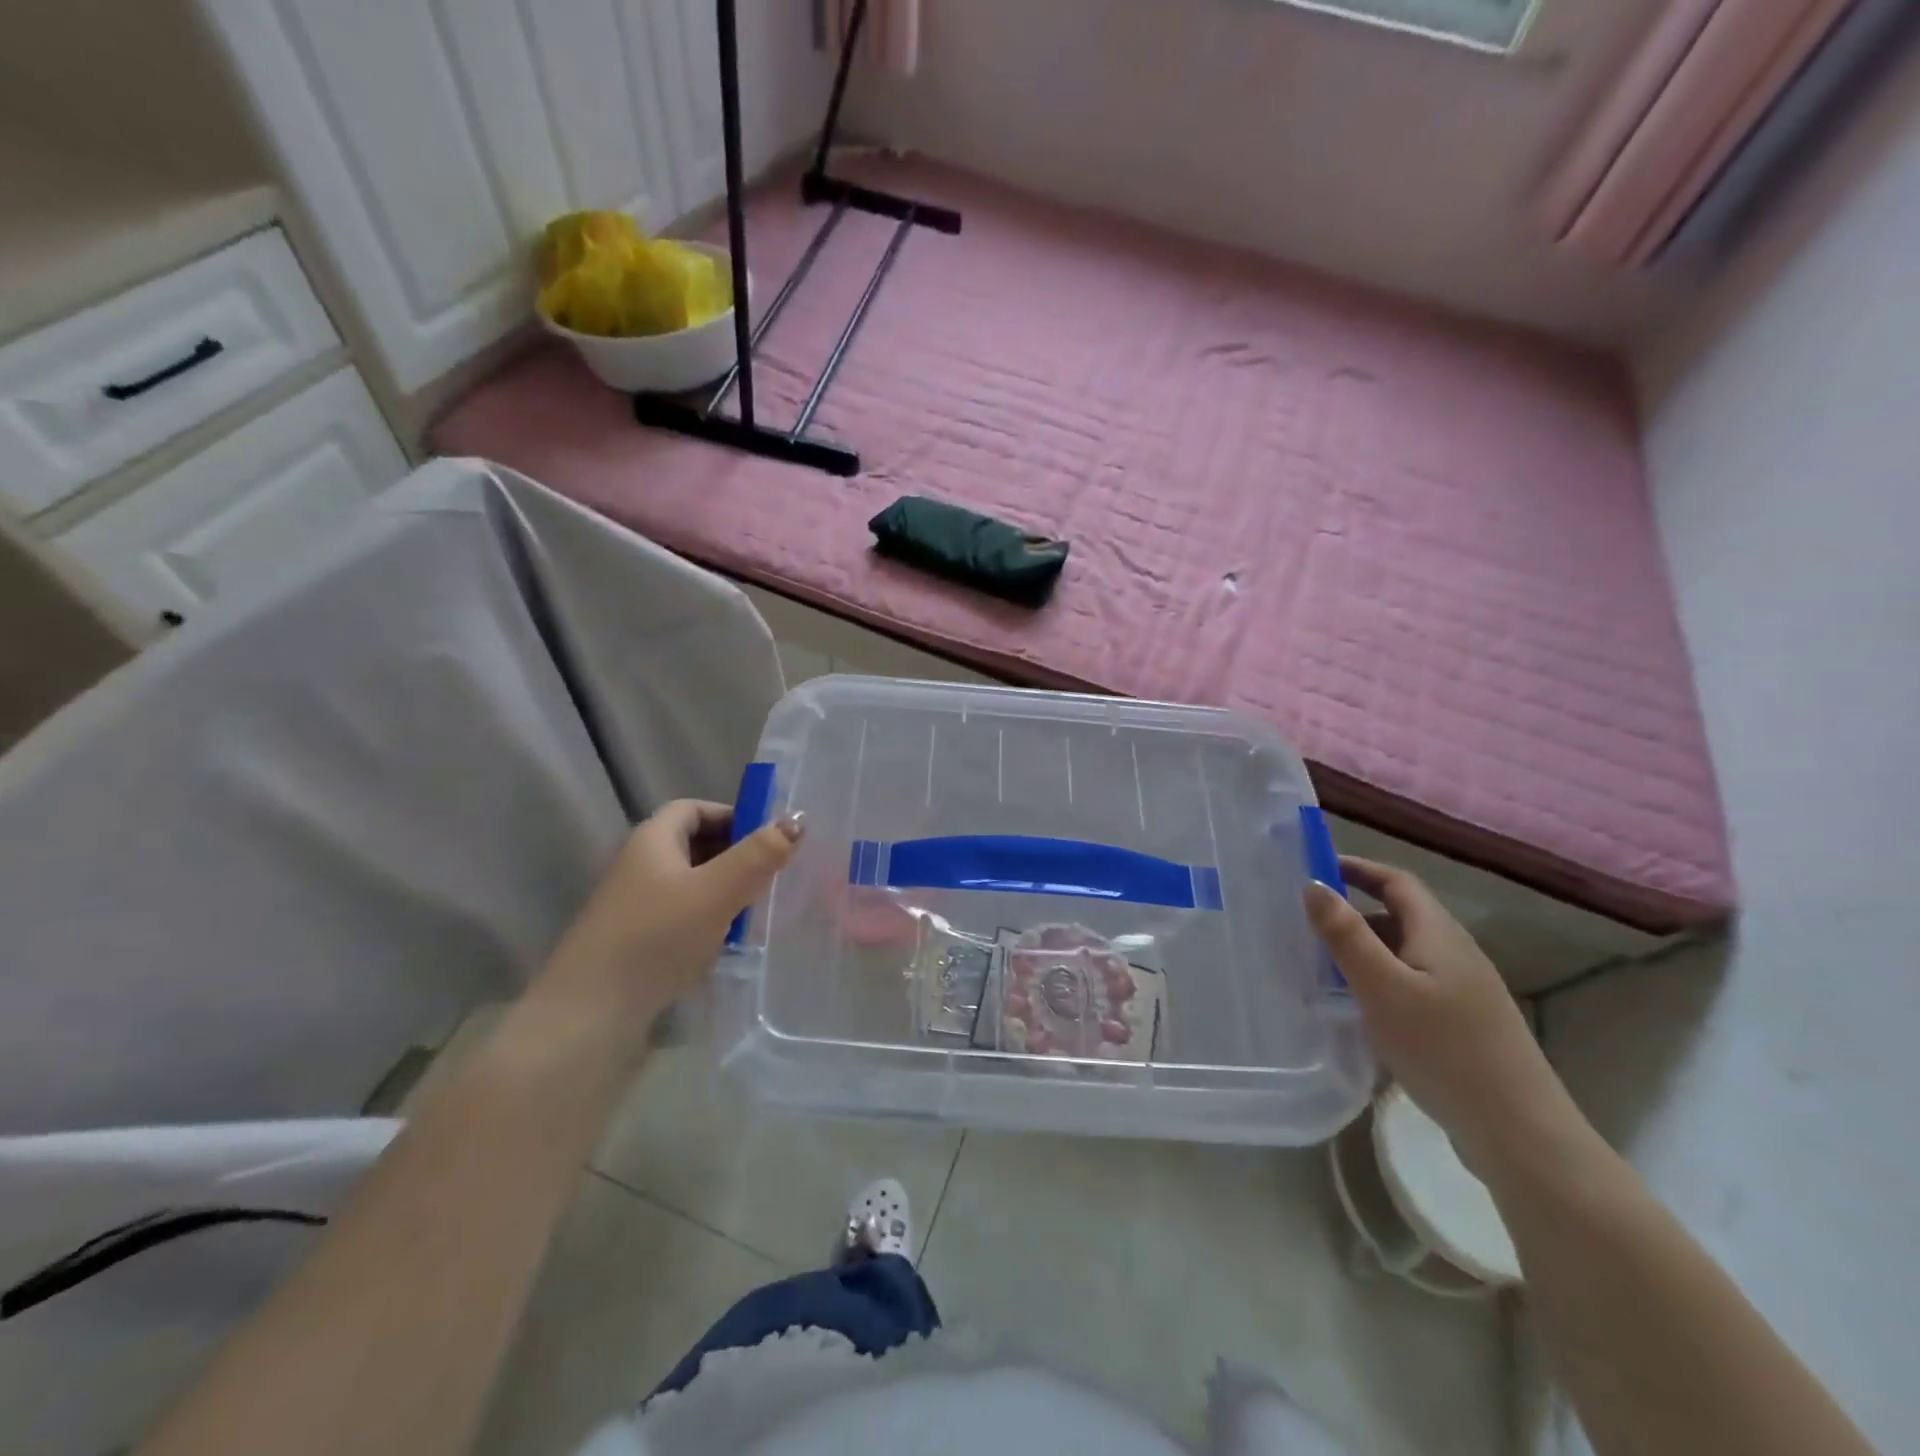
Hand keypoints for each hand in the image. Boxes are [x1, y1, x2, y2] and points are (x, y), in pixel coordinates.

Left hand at [532, 800, 802, 1051]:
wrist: (588, 1016)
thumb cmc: (655, 939)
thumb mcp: (716, 892)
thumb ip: (758, 855)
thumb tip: (796, 821)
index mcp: (652, 840)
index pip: (693, 808)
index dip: (731, 815)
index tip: (767, 838)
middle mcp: (638, 865)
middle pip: (692, 844)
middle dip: (733, 854)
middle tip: (769, 875)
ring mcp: (632, 906)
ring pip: (688, 883)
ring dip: (723, 891)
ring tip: (755, 911)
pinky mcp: (632, 941)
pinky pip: (678, 916)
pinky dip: (706, 920)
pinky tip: (724, 944)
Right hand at [1304, 856, 1586, 1177]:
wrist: (1517, 1131)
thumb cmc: (1443, 1048)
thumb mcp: (1382, 987)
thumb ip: (1345, 935)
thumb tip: (1312, 884)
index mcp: (1439, 934)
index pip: (1397, 882)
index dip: (1357, 868)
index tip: (1313, 869)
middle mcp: (1455, 953)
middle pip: (1400, 915)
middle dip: (1352, 910)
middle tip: (1304, 920)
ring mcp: (1462, 990)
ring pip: (1404, 952)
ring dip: (1363, 948)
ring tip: (1318, 963)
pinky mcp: (1462, 1023)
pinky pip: (1410, 983)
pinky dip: (1377, 979)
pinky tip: (1357, 1007)